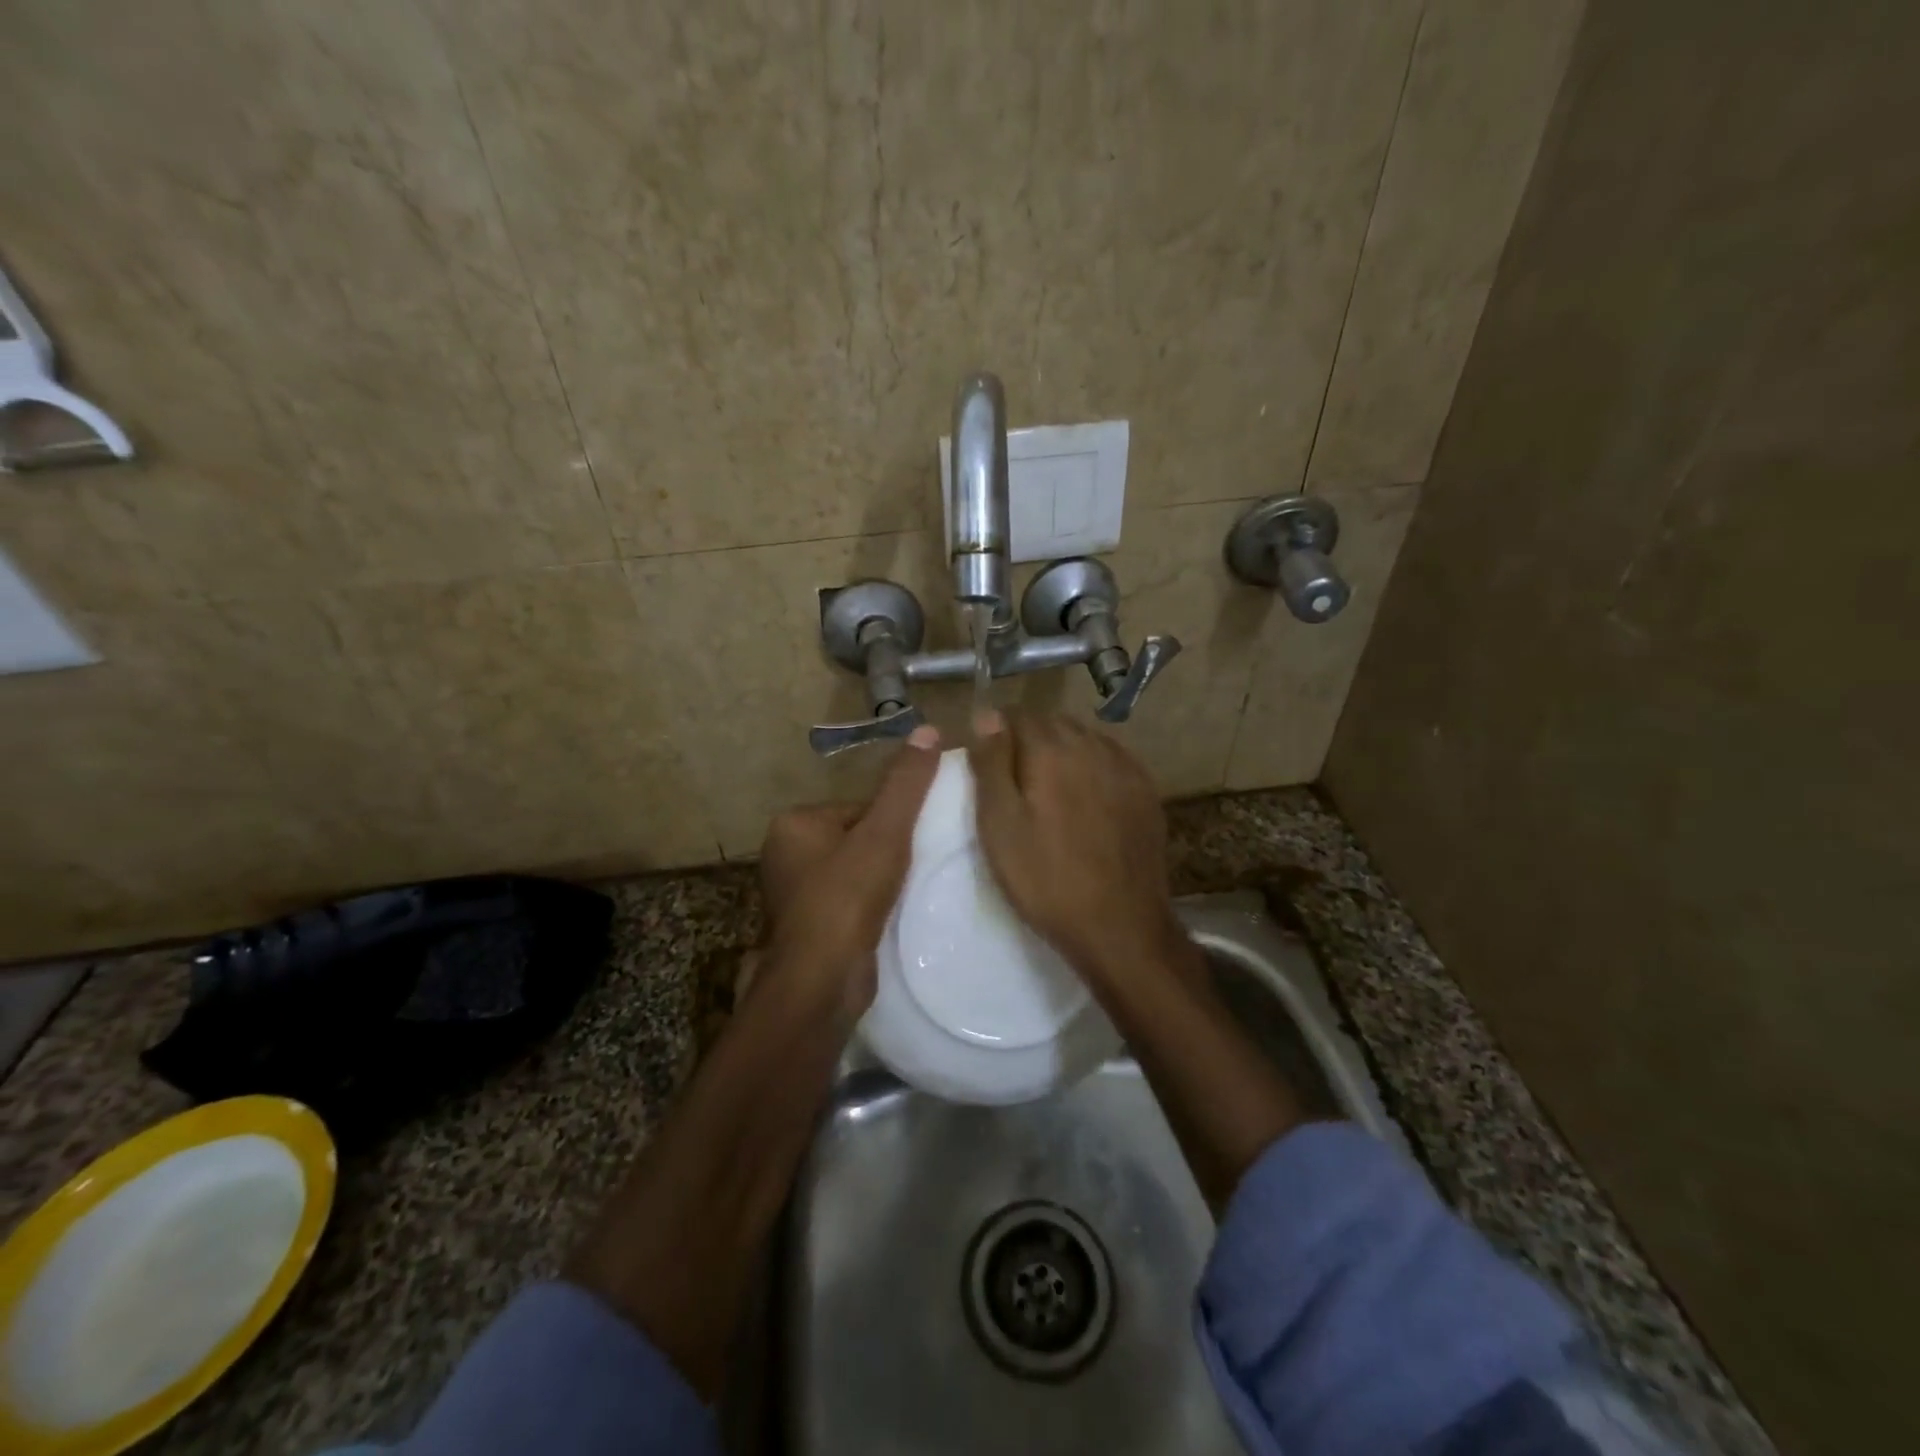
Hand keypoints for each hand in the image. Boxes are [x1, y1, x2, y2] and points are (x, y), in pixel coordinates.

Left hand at [754, 724, 941, 1019]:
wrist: (821, 981)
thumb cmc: (847, 897)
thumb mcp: (884, 832)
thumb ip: (906, 784)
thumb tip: (929, 729)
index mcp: (794, 824)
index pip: (858, 807)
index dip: (892, 822)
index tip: (915, 842)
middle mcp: (785, 855)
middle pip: (857, 838)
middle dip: (887, 851)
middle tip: (915, 867)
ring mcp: (793, 895)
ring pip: (854, 872)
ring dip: (882, 880)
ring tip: (907, 893)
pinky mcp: (808, 928)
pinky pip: (849, 902)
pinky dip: (871, 906)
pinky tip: (890, 917)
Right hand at [968, 710, 1189, 986]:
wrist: (1120, 926)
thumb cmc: (1046, 879)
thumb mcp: (999, 825)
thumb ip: (991, 763)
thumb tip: (987, 714)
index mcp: (1052, 750)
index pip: (1018, 715)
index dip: (998, 734)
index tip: (988, 766)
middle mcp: (1093, 746)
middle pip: (1053, 723)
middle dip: (1030, 741)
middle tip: (1015, 783)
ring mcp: (1126, 767)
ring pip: (1085, 739)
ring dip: (1063, 752)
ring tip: (1050, 792)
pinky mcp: (1146, 791)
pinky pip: (1112, 760)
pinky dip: (1093, 768)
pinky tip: (1086, 799)